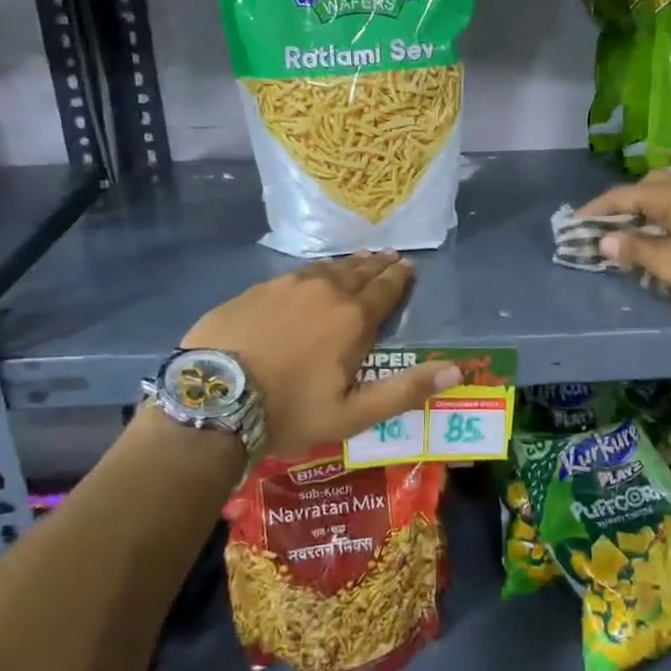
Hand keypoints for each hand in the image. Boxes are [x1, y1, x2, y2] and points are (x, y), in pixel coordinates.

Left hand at [181, 252, 462, 456]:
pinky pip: (294, 274)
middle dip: (377, 265)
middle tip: (389, 256)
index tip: (408, 267)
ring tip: (358, 261)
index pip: (386, 289)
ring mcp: (286, 285)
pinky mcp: (256, 289)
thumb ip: (405, 390)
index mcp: (353, 318)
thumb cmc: (290, 410)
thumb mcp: (353, 413)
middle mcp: (324, 291)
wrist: (213, 399)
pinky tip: (310, 277)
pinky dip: (312, 273)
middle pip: (358, 271)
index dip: (400, 277)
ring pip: (326, 268)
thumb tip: (456, 370)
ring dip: (346, 265)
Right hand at [579, 171, 670, 306]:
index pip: (621, 195)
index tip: (576, 221)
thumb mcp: (667, 262)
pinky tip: (668, 232)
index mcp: (668, 194)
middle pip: (647, 186)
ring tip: (637, 228)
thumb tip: (605, 241)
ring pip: (668, 193)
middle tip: (611, 223)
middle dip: (625, 202)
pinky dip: (667, 214)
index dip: (596, 209)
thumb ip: (634, 249)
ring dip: (648, 207)